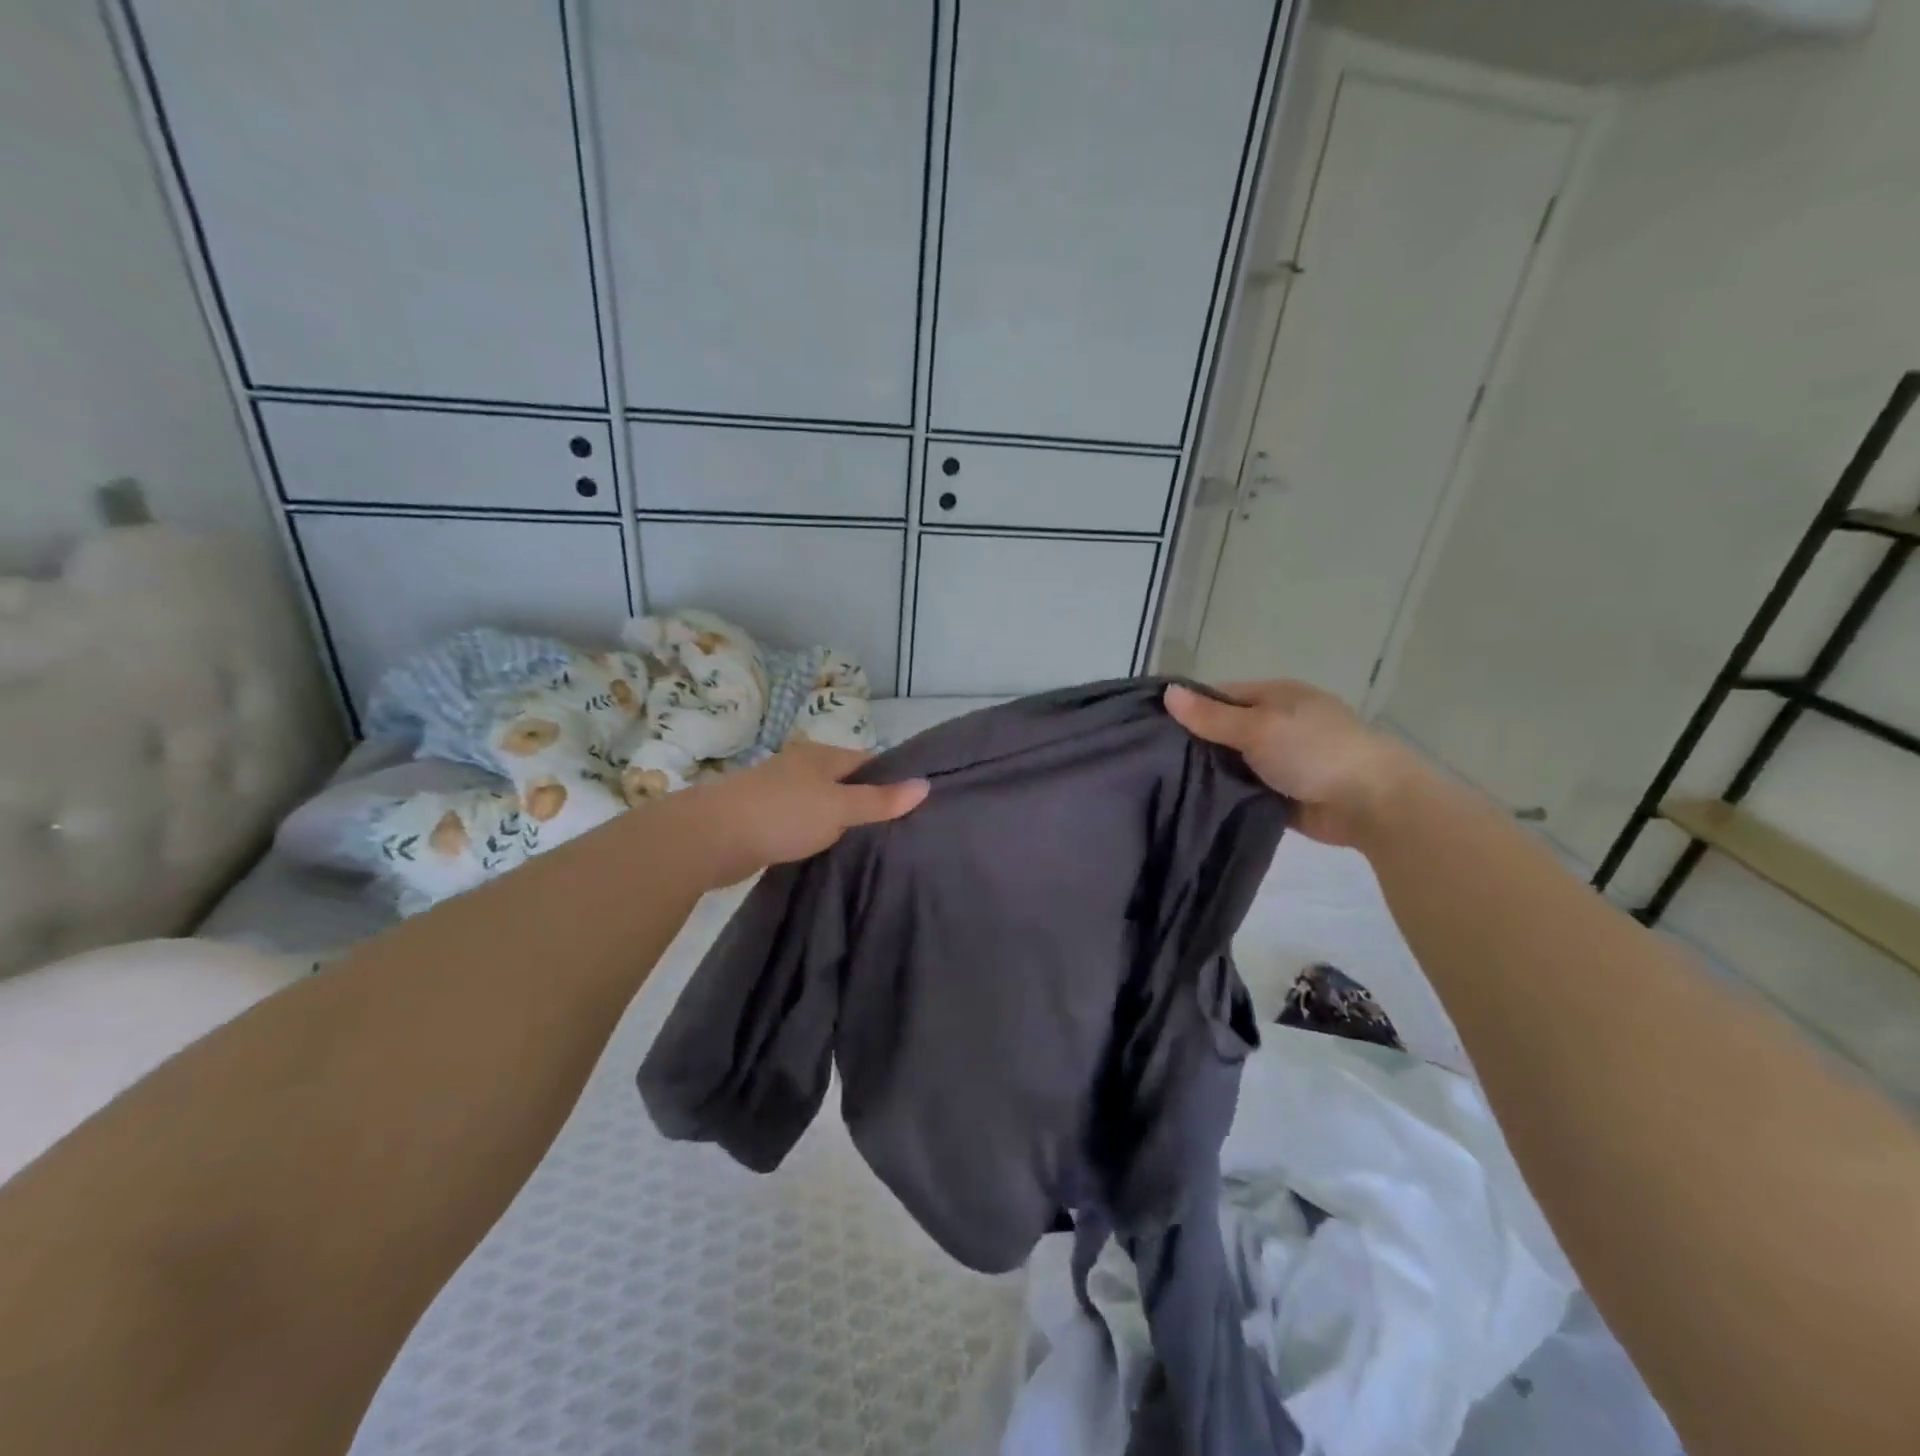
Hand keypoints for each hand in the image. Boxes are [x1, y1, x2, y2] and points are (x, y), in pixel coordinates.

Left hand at [681, 741, 928, 887]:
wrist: (710, 837)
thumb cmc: (782, 814)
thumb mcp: (839, 808)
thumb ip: (880, 800)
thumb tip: (926, 784)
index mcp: (821, 755)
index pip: (869, 761)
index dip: (892, 780)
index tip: (914, 806)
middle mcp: (801, 767)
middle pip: (846, 781)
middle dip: (868, 801)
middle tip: (898, 830)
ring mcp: (780, 792)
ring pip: (823, 803)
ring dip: (841, 820)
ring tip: (870, 844)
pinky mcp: (764, 818)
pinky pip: (803, 822)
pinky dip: (818, 833)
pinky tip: (829, 851)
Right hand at [1164, 680, 1417, 846]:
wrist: (1371, 803)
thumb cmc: (1314, 750)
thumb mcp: (1258, 727)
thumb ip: (1211, 716)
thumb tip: (1167, 692)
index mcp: (1275, 696)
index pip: (1220, 695)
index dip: (1189, 707)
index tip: (1153, 727)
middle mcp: (1277, 723)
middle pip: (1224, 729)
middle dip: (1195, 743)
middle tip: (1152, 759)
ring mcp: (1282, 759)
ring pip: (1232, 762)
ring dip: (1209, 772)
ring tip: (1163, 783)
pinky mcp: (1283, 793)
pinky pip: (1245, 789)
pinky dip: (1226, 794)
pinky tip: (1192, 802)